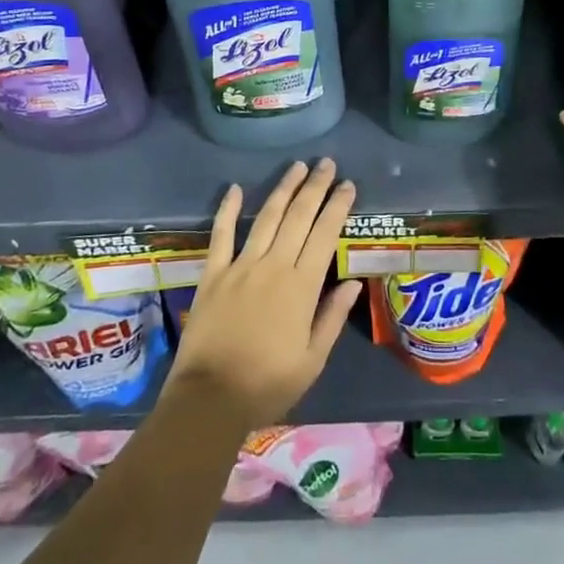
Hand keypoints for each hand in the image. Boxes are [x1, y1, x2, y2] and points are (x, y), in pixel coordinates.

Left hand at [165, 159, 363, 430]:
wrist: (210, 399)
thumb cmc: (268, 384)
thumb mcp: (312, 359)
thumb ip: (333, 316)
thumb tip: (353, 282)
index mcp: (302, 286)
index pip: (325, 234)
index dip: (338, 206)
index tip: (348, 185)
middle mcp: (273, 266)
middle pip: (298, 217)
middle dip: (315, 187)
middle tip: (326, 164)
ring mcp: (240, 266)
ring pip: (266, 217)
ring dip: (283, 189)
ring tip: (297, 167)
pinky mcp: (213, 274)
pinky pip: (221, 235)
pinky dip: (227, 210)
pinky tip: (235, 188)